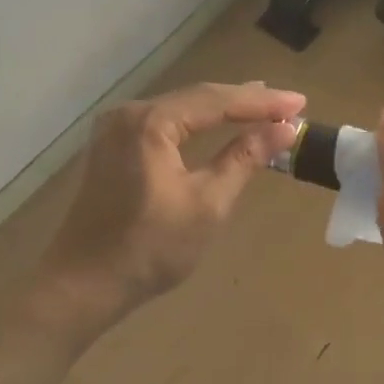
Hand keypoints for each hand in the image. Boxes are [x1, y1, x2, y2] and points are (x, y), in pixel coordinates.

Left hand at [35, 81, 304, 329]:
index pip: (216, 100)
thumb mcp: (207, 204)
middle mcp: (128, 114)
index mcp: (150, 122)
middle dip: (242, 101)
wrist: (83, 285)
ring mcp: (115, 129)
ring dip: (220, 110)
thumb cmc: (150, 249)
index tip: (300, 102)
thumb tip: (283, 128)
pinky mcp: (111, 146)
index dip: (261, 102)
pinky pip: (163, 124)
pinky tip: (215, 124)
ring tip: (261, 107)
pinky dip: (195, 124)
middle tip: (287, 104)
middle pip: (196, 98)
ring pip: (179, 109)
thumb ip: (244, 159)